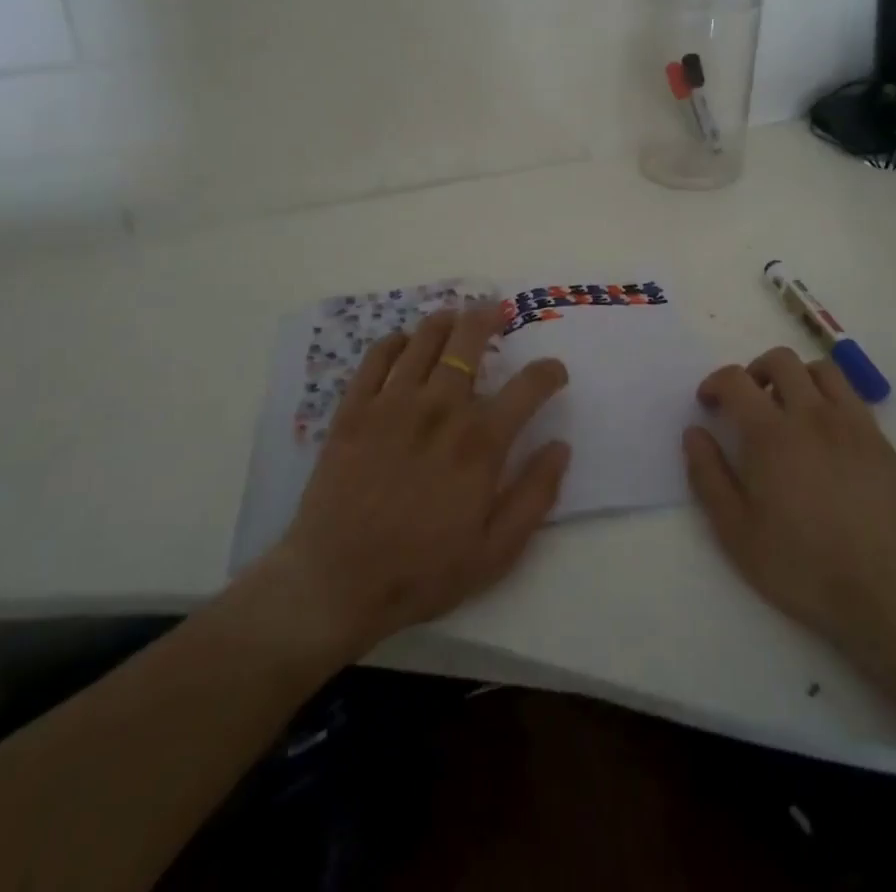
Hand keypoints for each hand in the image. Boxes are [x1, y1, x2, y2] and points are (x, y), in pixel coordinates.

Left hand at [261, 305, 570, 661]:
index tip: (554, 372)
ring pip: (424, 339)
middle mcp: (440, 409)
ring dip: (445, 321)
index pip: (528, 387)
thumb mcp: (496, 551)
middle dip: (489, 318)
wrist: (334, 584)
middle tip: (496, 312)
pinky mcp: (354, 409)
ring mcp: (392, 404)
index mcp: (479, 443)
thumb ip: (535, 495)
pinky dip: (394, 341)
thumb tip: (561, 446)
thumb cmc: (422, 572)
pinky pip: (376, 357)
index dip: (549, 372)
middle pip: (469, 340)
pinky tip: (403, 343)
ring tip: (455, 318)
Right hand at [683, 347, 895, 659]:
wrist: (885, 594)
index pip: (735, 379)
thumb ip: (708, 475)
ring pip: (821, 369)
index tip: (709, 404)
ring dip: (796, 378)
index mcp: (771, 434)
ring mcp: (852, 424)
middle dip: (754, 371)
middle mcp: (812, 415)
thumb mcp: (735, 531)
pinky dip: (829, 398)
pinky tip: (824, 434)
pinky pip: (851, 396)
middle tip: (747, 404)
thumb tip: (694, 433)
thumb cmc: (801, 566)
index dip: (714, 383)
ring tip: (787, 410)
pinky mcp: (880, 441)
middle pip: (780, 360)